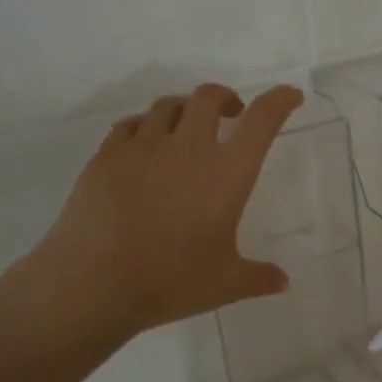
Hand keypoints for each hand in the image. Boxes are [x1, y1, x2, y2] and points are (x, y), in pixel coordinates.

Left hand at [7, 83, 303, 345]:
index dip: (279, 100)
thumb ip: (258, 277)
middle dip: (226, 98)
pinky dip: (146, 127)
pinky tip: (145, 147)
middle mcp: (188, 148)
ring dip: (186, 110)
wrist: (92, 283)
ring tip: (187, 130)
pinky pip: (131, 124)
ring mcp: (143, 147)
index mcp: (227, 173)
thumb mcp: (224, 284)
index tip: (290, 96)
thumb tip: (282, 281)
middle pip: (209, 97)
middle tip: (231, 115)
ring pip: (168, 105)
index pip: (262, 120)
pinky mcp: (106, 155)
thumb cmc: (169, 281)